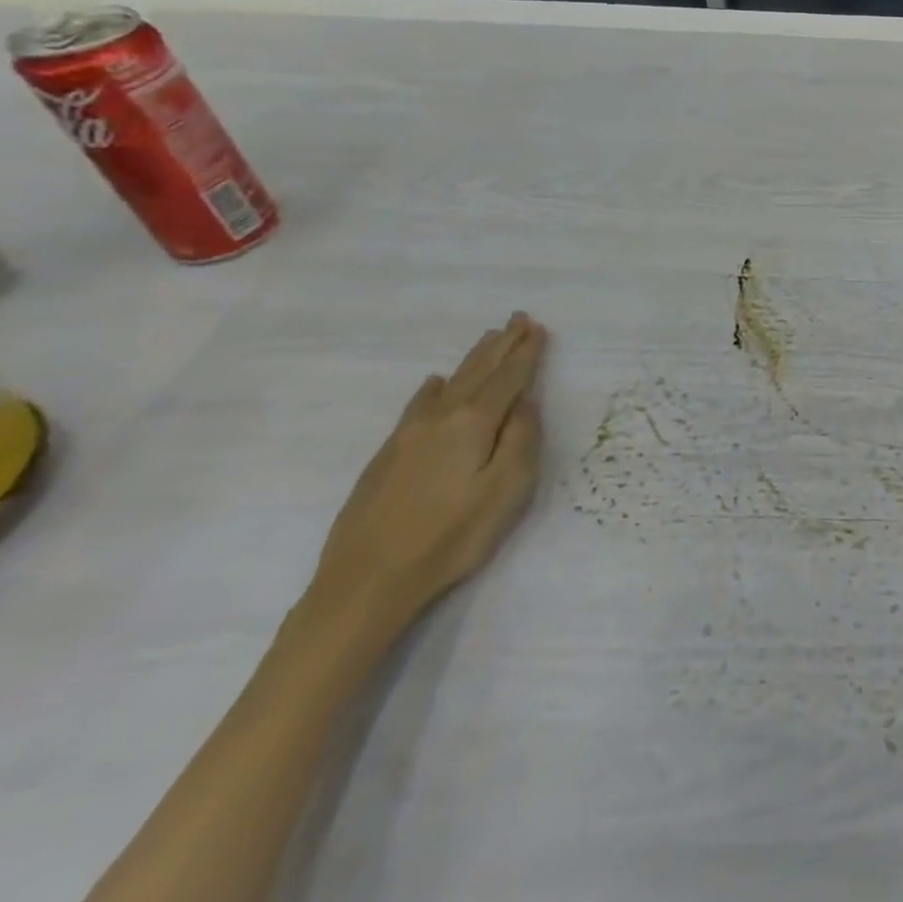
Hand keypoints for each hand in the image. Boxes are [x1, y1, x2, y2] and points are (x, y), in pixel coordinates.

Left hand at [311, 313, 546, 631]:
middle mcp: (440, 418)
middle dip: (501, 345)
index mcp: (473, 423)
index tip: (538, 328)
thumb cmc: (449, 538)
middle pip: (478, 371)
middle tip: (517, 319)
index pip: (508, 378)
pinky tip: (435, 383)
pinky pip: (419, 404)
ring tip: (489, 339)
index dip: (526, 353)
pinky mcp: (387, 454)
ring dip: (473, 359)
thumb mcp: (505, 491)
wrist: (364, 582)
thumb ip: (521, 441)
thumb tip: (525, 403)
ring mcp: (408, 435)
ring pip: (449, 383)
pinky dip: (435, 387)